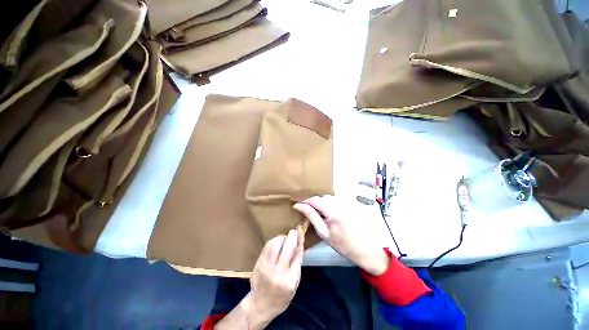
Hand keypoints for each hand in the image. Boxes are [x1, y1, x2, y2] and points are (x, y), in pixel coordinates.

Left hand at [243, 230, 303, 327]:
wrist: (260, 305)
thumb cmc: (282, 296)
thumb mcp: (295, 283)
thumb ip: (297, 262)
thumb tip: (299, 241)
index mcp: (290, 279)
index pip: (298, 254)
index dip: (299, 240)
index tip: (301, 232)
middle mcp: (278, 272)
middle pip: (287, 246)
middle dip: (292, 235)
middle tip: (294, 232)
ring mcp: (266, 267)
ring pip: (275, 243)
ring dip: (282, 237)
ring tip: (285, 240)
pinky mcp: (259, 263)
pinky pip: (267, 246)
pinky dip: (274, 241)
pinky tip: (277, 244)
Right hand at [293, 195, 389, 275]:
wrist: (364, 248)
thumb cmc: (342, 244)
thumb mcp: (323, 233)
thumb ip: (311, 216)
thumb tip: (299, 206)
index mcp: (332, 212)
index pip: (315, 200)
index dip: (305, 201)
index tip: (298, 205)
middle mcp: (340, 204)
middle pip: (322, 197)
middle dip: (313, 202)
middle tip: (308, 210)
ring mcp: (346, 203)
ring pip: (329, 197)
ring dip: (321, 202)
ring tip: (319, 212)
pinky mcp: (350, 204)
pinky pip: (336, 199)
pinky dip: (329, 203)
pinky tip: (330, 213)